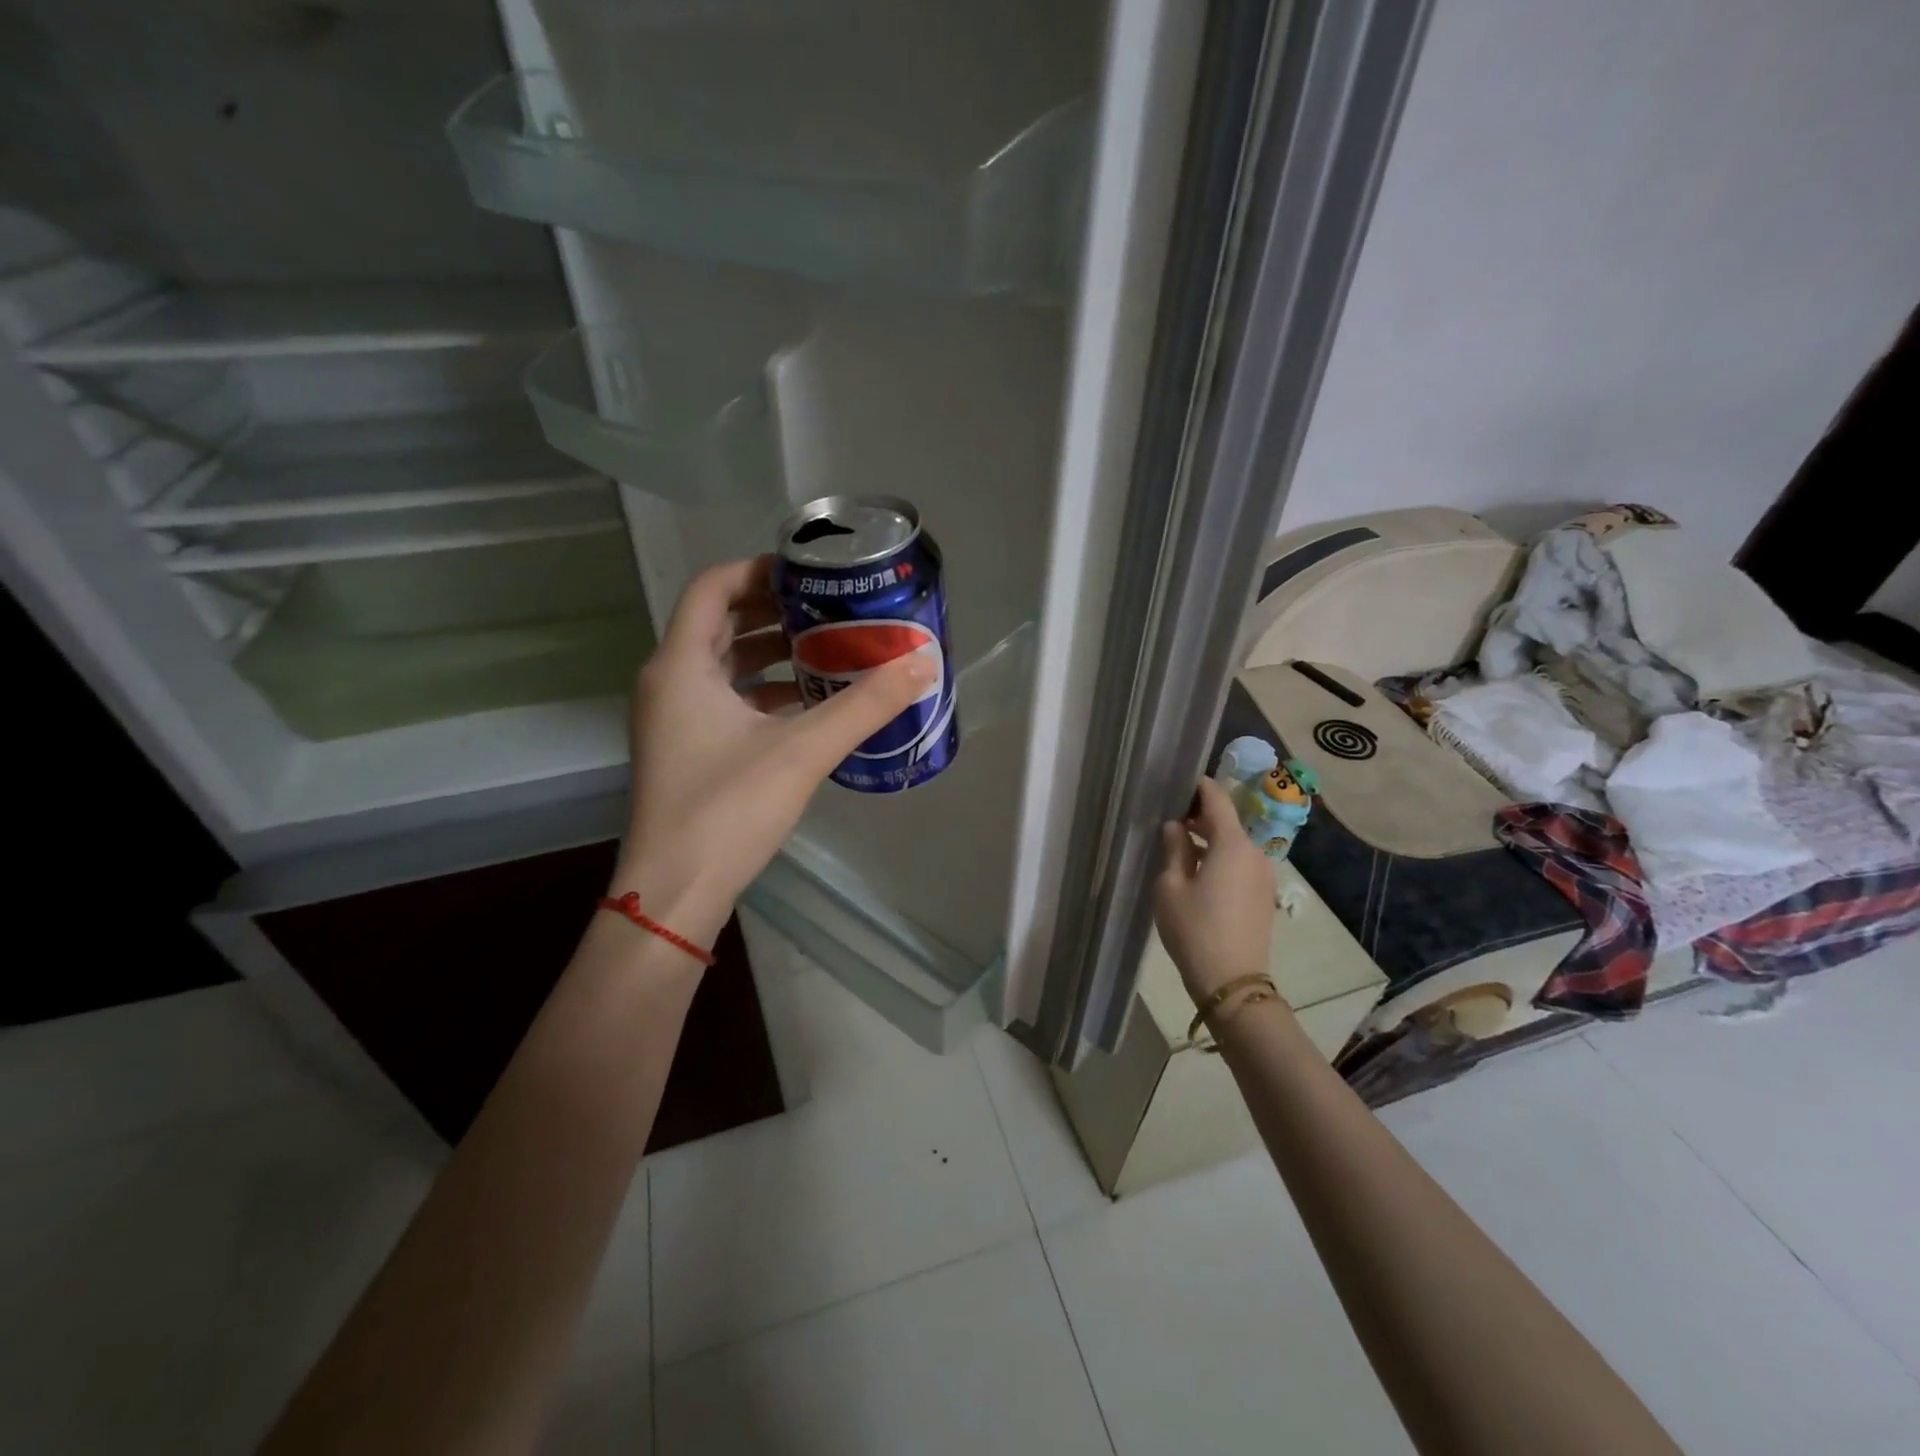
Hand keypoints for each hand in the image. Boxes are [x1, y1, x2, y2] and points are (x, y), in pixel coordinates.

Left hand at [611, 555, 934, 946]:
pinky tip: (810, 705)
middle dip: (776, 612)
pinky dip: (765, 691)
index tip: (811, 574)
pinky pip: (726, 700)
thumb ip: (865, 705)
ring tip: (830, 650)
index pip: (714, 587)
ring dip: (773, 653)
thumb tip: (923, 664)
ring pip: (723, 665)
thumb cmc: (728, 809)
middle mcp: (669, 682)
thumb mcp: (803, 751)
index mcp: (681, 665)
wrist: (676, 891)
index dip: (760, 570)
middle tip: (831, 609)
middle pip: (720, 623)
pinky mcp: (687, 750)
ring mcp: (674, 719)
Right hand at [1152, 778, 1276, 1001]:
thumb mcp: (1170, 886)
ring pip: (1236, 842)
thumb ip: (1174, 849)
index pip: (1217, 799)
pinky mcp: (1263, 894)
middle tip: (1172, 814)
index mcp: (1233, 844)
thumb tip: (1175, 827)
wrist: (1232, 981)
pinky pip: (1241, 862)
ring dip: (1211, 837)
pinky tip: (1198, 869)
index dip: (1198, 786)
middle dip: (1201, 813)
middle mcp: (1255, 852)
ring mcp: (1263, 874)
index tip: (1177, 782)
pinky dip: (1221, 856)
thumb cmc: (1194, 929)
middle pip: (1229, 820)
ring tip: (1181, 842)